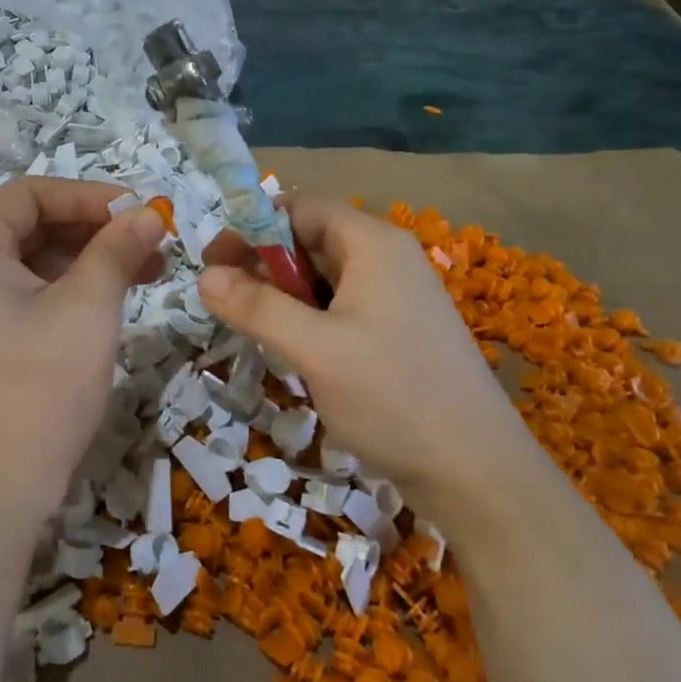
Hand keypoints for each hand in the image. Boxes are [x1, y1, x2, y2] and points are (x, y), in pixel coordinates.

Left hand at [0, 179, 165, 535]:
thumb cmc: (39, 388)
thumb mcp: (87, 308)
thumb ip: (118, 249)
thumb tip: (150, 212)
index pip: (28, 195)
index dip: (88, 195)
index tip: (140, 210)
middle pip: (30, 227)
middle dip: (95, 230)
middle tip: (152, 243)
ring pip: (34, 264)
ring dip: (89, 261)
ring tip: (150, 271)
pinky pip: (28, 297)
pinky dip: (70, 291)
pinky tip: (115, 299)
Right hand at [199, 193, 528, 494]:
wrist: (476, 473)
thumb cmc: (394, 397)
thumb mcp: (315, 349)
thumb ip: (256, 307)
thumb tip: (203, 276)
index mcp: (373, 244)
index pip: (300, 207)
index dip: (252, 226)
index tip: (212, 262)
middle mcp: (386, 260)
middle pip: (310, 240)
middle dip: (261, 263)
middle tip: (222, 300)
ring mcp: (395, 298)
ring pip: (322, 279)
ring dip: (281, 294)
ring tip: (248, 327)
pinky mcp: (395, 334)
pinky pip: (339, 309)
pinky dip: (306, 319)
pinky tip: (289, 350)